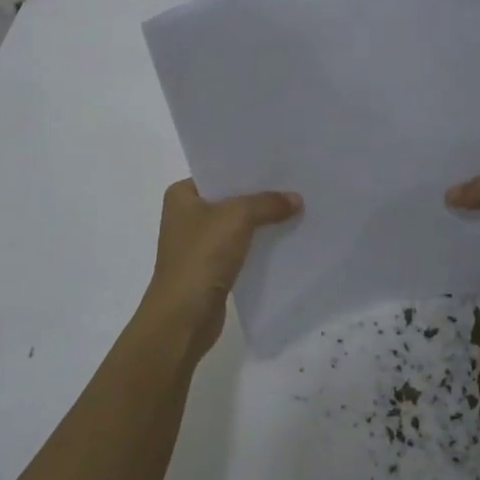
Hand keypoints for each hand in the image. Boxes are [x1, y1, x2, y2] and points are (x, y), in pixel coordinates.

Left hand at [139, 179, 300, 358]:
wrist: (183, 318)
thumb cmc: (201, 257)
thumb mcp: (237, 218)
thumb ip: (267, 203)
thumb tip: (296, 199)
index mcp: (182, 195)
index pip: (219, 172)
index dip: (249, 168)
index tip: (280, 162)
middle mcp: (187, 216)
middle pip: (231, 197)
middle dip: (260, 194)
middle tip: (295, 183)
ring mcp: (199, 244)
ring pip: (238, 224)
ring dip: (263, 220)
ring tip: (297, 208)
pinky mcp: (212, 268)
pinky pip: (241, 247)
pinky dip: (260, 244)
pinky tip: (286, 238)